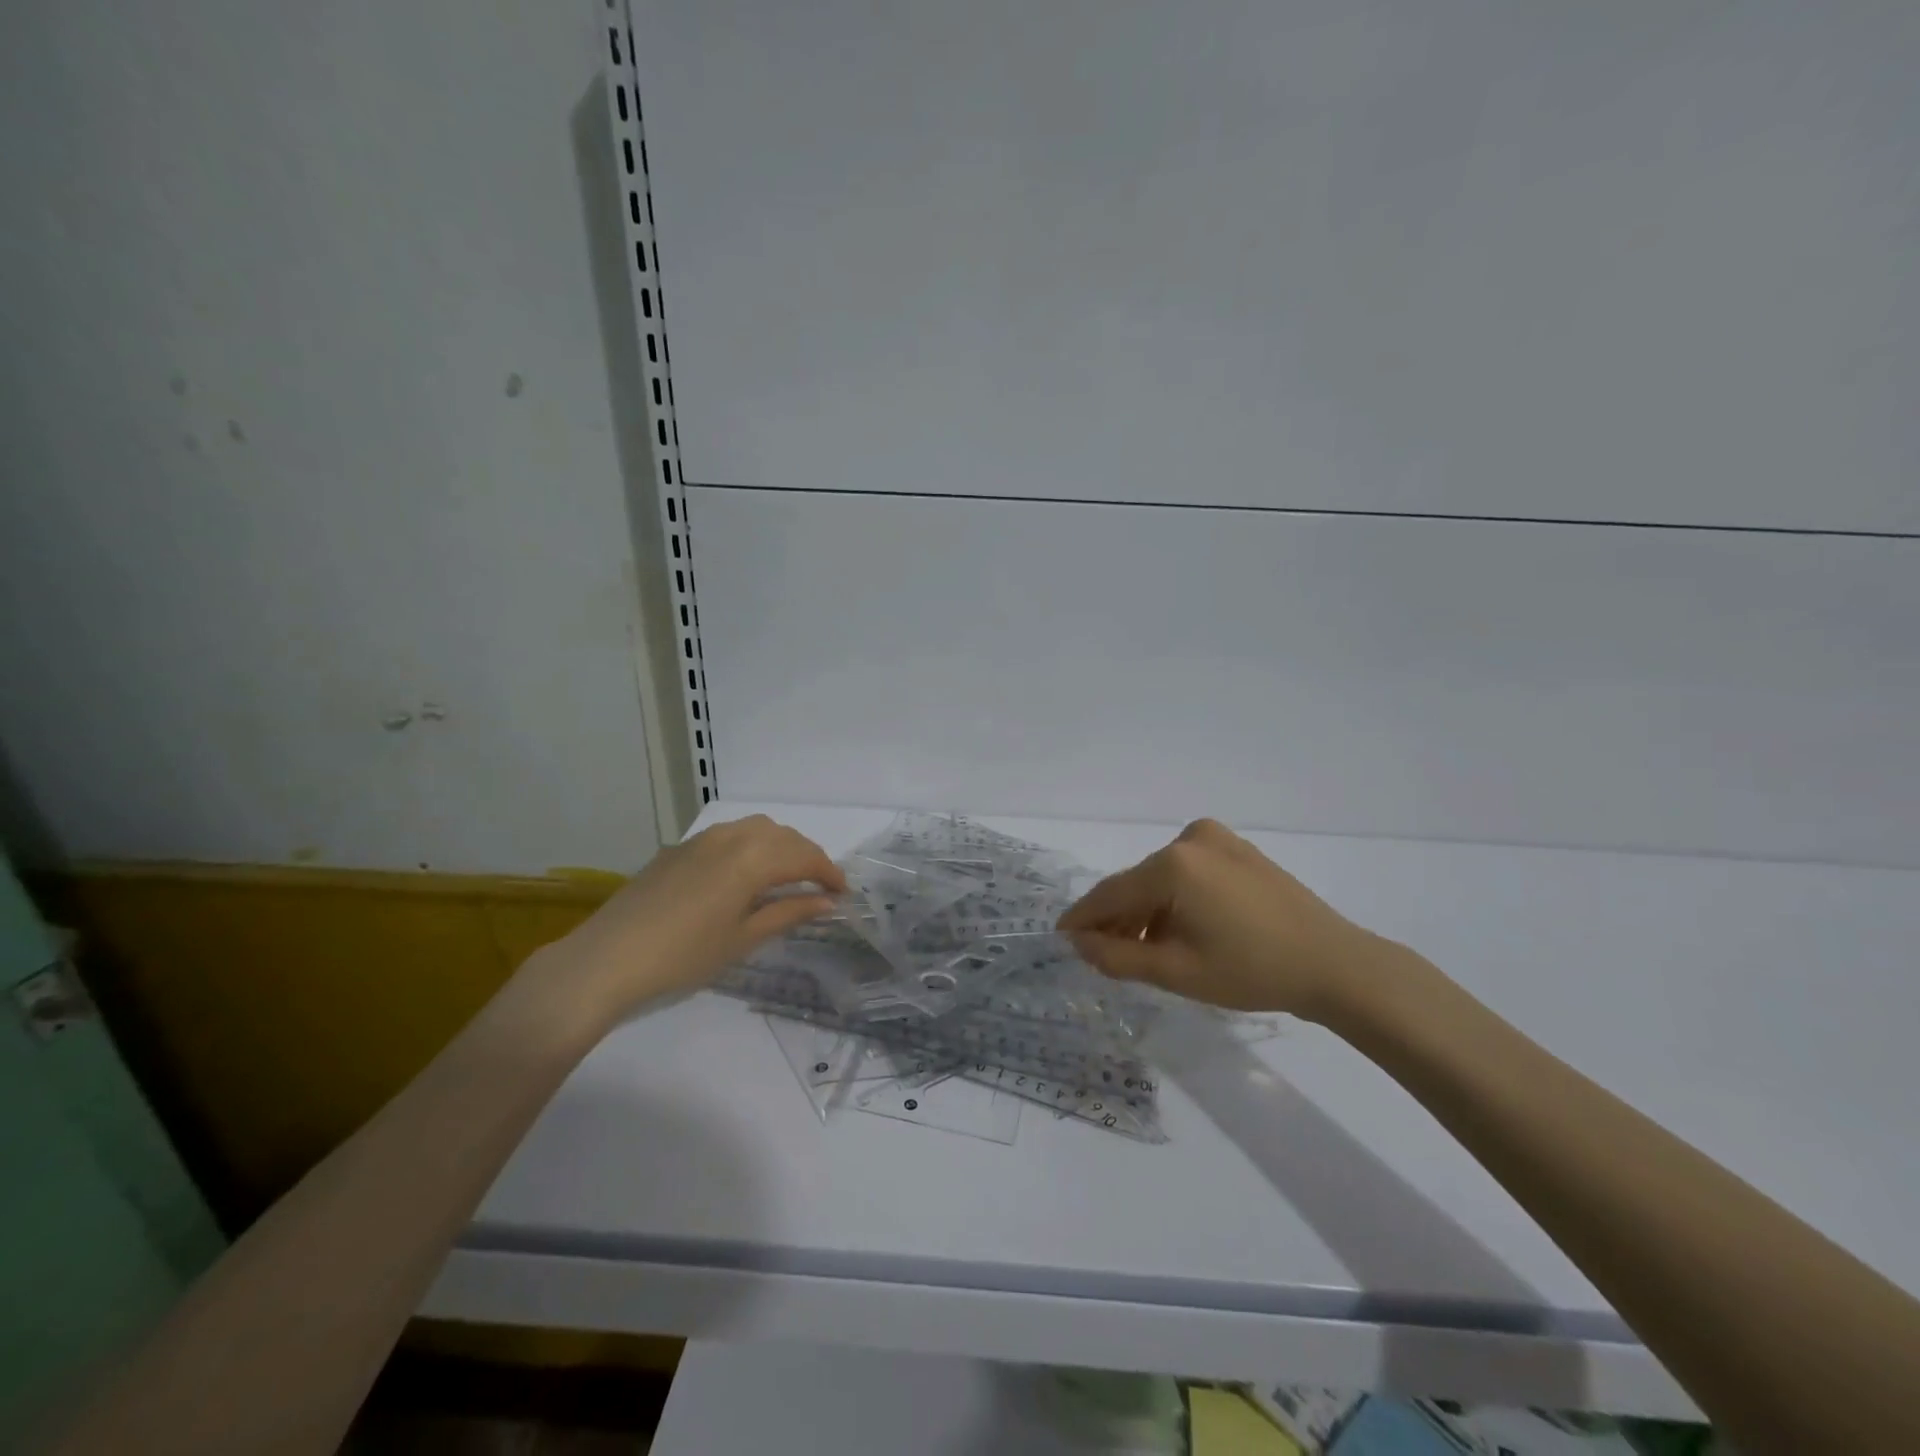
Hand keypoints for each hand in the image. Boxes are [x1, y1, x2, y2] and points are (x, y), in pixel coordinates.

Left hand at [521, 815, 845, 1033]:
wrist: (607, 959)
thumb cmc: (684, 956)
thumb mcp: (743, 939)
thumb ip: (789, 913)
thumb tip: (827, 902)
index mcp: (752, 859)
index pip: (804, 857)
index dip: (828, 873)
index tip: (842, 893)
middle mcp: (731, 837)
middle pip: (782, 836)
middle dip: (806, 856)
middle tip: (818, 886)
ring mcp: (701, 839)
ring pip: (755, 828)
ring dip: (778, 846)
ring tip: (785, 876)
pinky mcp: (678, 849)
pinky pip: (728, 835)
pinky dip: (750, 846)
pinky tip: (743, 874)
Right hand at [1059, 818, 1406, 1019]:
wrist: (1334, 964)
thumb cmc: (1251, 971)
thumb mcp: (1176, 971)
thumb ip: (1117, 957)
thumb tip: (1079, 943)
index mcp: (1172, 864)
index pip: (1111, 893)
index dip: (1084, 918)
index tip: (1061, 938)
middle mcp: (1190, 839)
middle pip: (1136, 883)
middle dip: (1118, 919)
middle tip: (1105, 955)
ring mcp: (1217, 839)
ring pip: (1161, 878)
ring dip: (1147, 911)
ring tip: (1147, 950)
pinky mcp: (1237, 849)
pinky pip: (1188, 872)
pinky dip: (1174, 898)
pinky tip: (1181, 930)